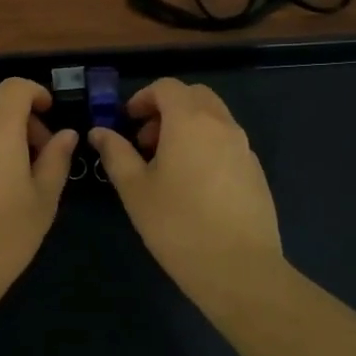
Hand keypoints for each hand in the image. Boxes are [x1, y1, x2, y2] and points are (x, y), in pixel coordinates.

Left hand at [0, 78, 77, 300]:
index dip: (35, 91)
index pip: (12, 87)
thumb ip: (56, 160)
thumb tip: (66, 134)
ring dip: (1, 133)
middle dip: (20, 113)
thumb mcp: (43, 201)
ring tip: (21, 173)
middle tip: (41, 148)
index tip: (51, 112)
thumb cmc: (5, 236)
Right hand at [89, 78, 283, 301]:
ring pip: (214, 118)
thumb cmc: (177, 225)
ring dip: (187, 126)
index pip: (167, 87)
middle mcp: (222, 124)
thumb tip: (99, 132)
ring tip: (167, 165)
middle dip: (167, 108)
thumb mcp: (135, 189)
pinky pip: (227, 142)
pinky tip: (193, 184)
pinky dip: (206, 145)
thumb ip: (116, 153)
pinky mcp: (256, 171)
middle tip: (146, 140)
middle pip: (195, 96)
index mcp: (190, 121)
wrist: (239, 268)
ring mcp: (244, 147)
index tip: (128, 121)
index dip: (143, 97)